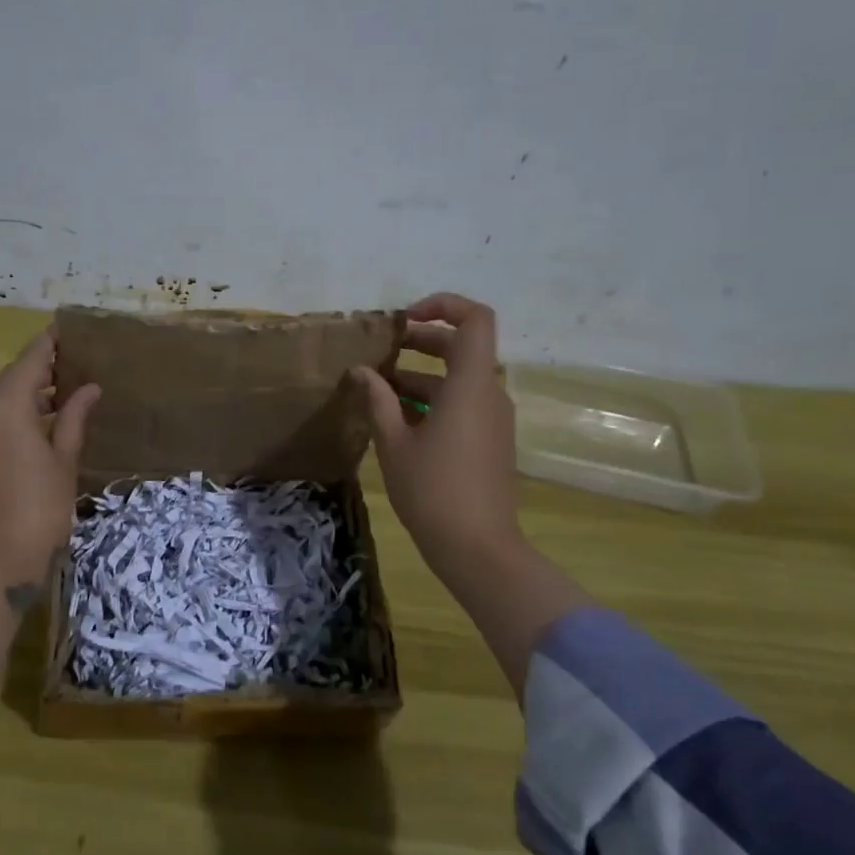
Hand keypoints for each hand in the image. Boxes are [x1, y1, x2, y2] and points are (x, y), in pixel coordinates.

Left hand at [0, 330, 100, 582]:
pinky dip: (1, 423)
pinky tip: (24, 440)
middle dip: (37, 374)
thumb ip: (74, 419)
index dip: (49, 343)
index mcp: (6, 403)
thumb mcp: (63, 462)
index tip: (65, 331)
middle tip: (68, 374)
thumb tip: (89, 388)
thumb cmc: (37, 511)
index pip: (30, 358)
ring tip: (52, 407)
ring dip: (19, 400)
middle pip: (8, 379)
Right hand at [353, 293, 525, 581]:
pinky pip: (462, 403)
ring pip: (458, 379)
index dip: (443, 306)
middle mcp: (489, 393)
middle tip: (381, 350)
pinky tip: (397, 419)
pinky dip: (432, 400)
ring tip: (377, 388)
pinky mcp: (490, 440)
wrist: (478, 549)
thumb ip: (377, 399)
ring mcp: (493, 418)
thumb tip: (361, 370)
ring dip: (420, 375)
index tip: (404, 319)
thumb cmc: (432, 491)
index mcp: (470, 385)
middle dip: (421, 341)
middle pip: (461, 347)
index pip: (474, 319)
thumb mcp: (393, 442)